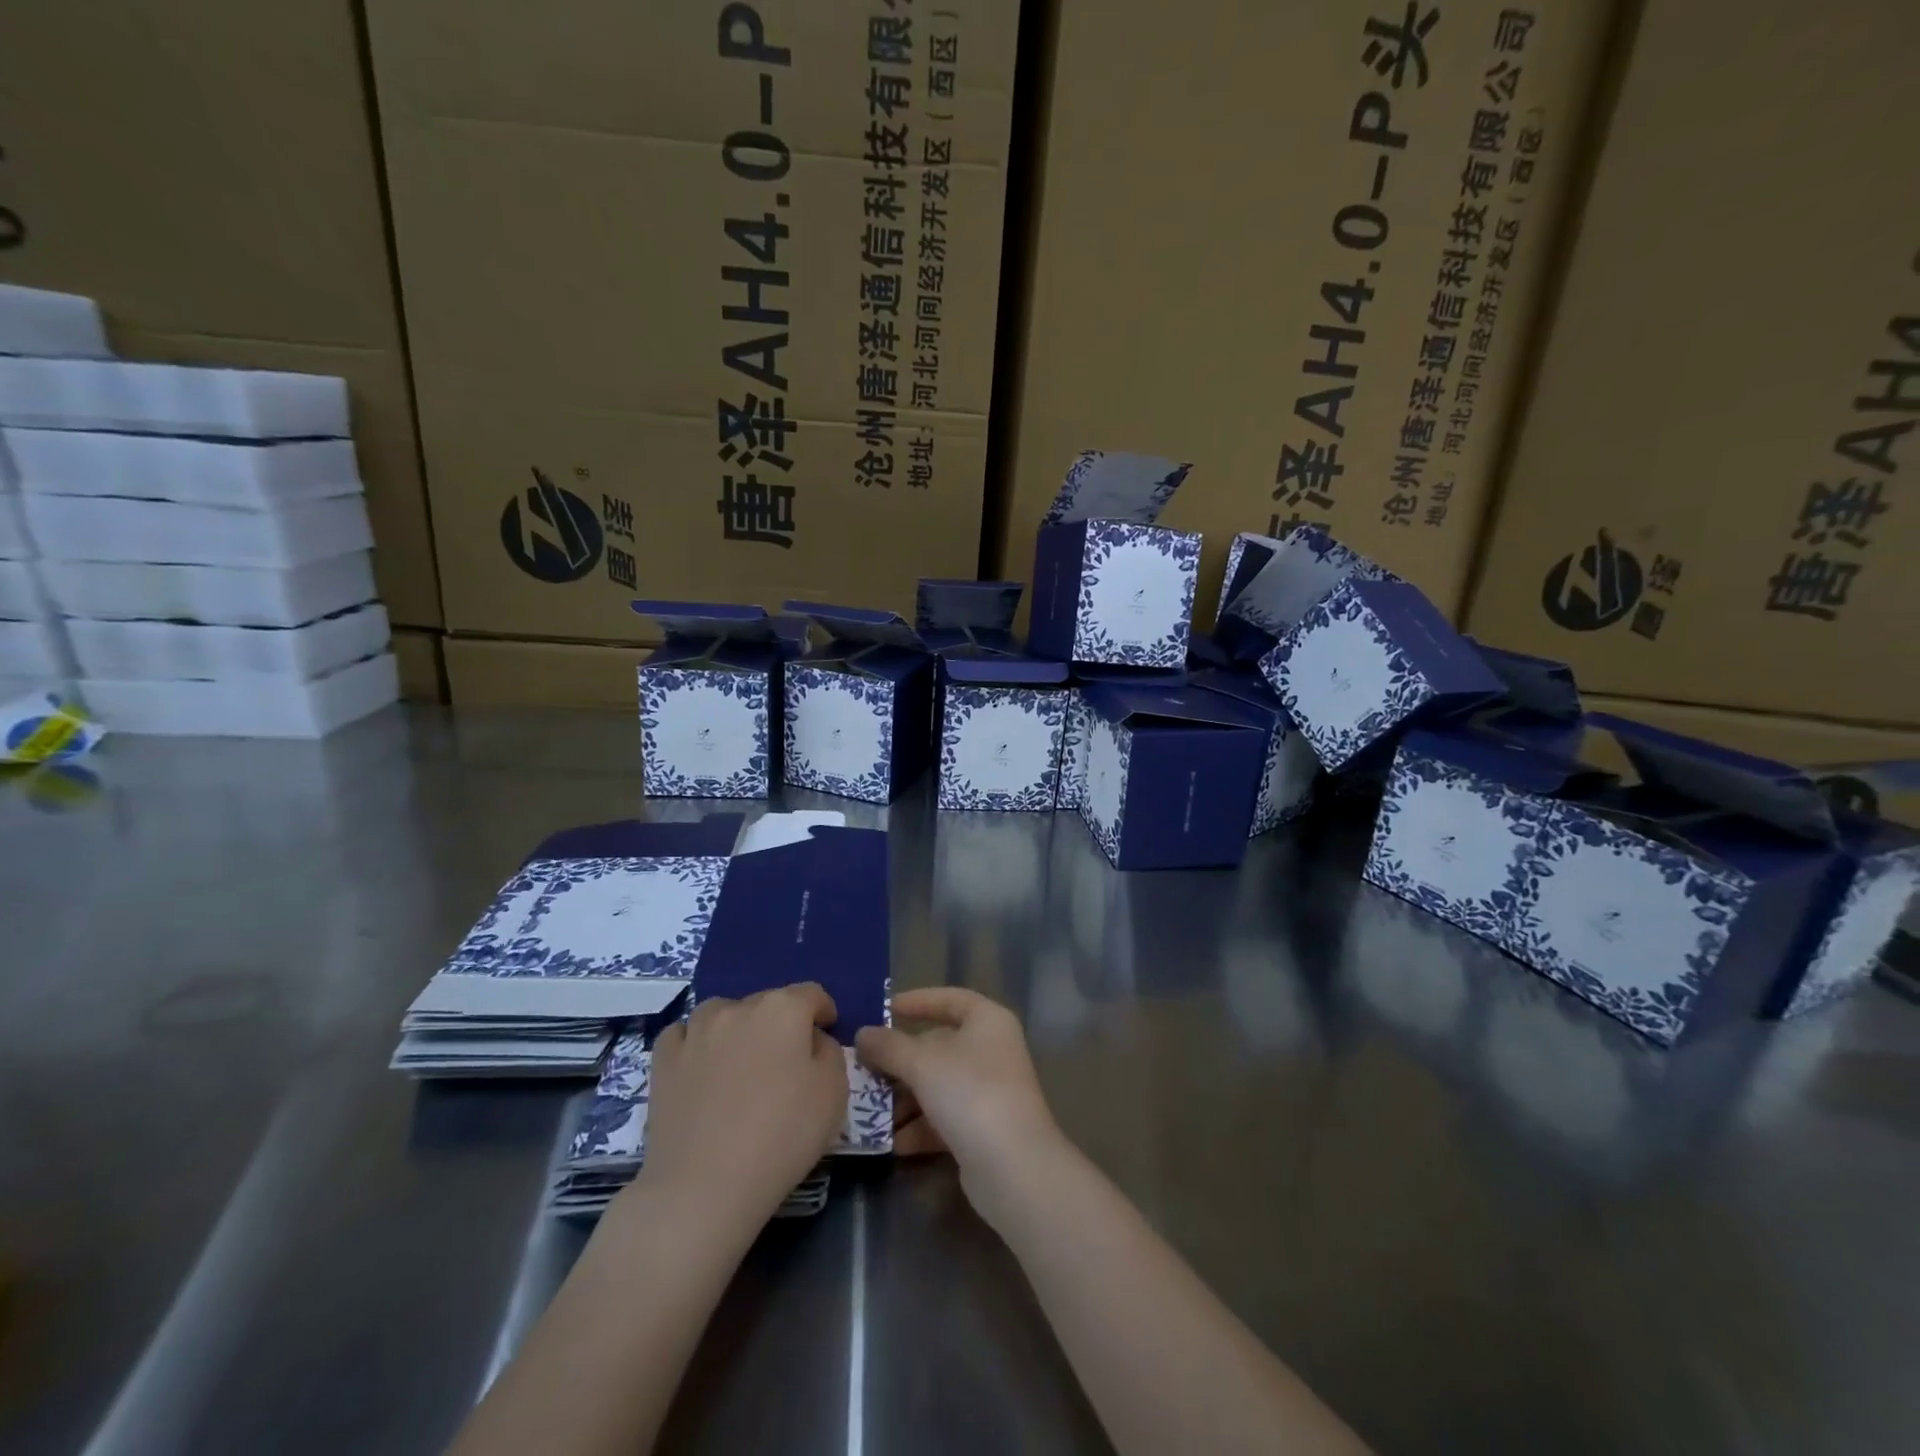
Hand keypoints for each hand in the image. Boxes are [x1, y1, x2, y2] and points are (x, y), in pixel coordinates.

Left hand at [631, 983, 848, 1233]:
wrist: (704, 1187)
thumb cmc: (781, 1137)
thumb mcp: (834, 1093)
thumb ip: (830, 1052)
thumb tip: (811, 1040)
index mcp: (783, 1009)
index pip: (811, 994)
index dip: (822, 1011)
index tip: (826, 1032)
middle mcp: (738, 1008)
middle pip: (768, 1002)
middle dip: (781, 1023)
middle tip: (786, 1062)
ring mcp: (696, 1031)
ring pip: (723, 1013)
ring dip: (737, 1028)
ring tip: (740, 1062)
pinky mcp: (664, 1059)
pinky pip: (684, 1035)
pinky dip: (695, 1043)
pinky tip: (701, 1067)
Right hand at [854, 988, 1065, 1225]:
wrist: (1013, 1167)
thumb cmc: (970, 1093)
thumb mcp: (922, 1064)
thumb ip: (889, 1046)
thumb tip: (863, 1034)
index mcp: (987, 1021)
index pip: (950, 999)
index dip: (917, 1002)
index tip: (884, 1009)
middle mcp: (993, 1050)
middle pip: (939, 1045)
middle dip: (901, 1060)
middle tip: (866, 1068)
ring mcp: (990, 1090)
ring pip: (939, 1084)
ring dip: (905, 1098)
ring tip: (871, 1110)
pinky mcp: (984, 1128)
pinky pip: (945, 1117)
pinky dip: (920, 1126)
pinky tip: (893, 1142)